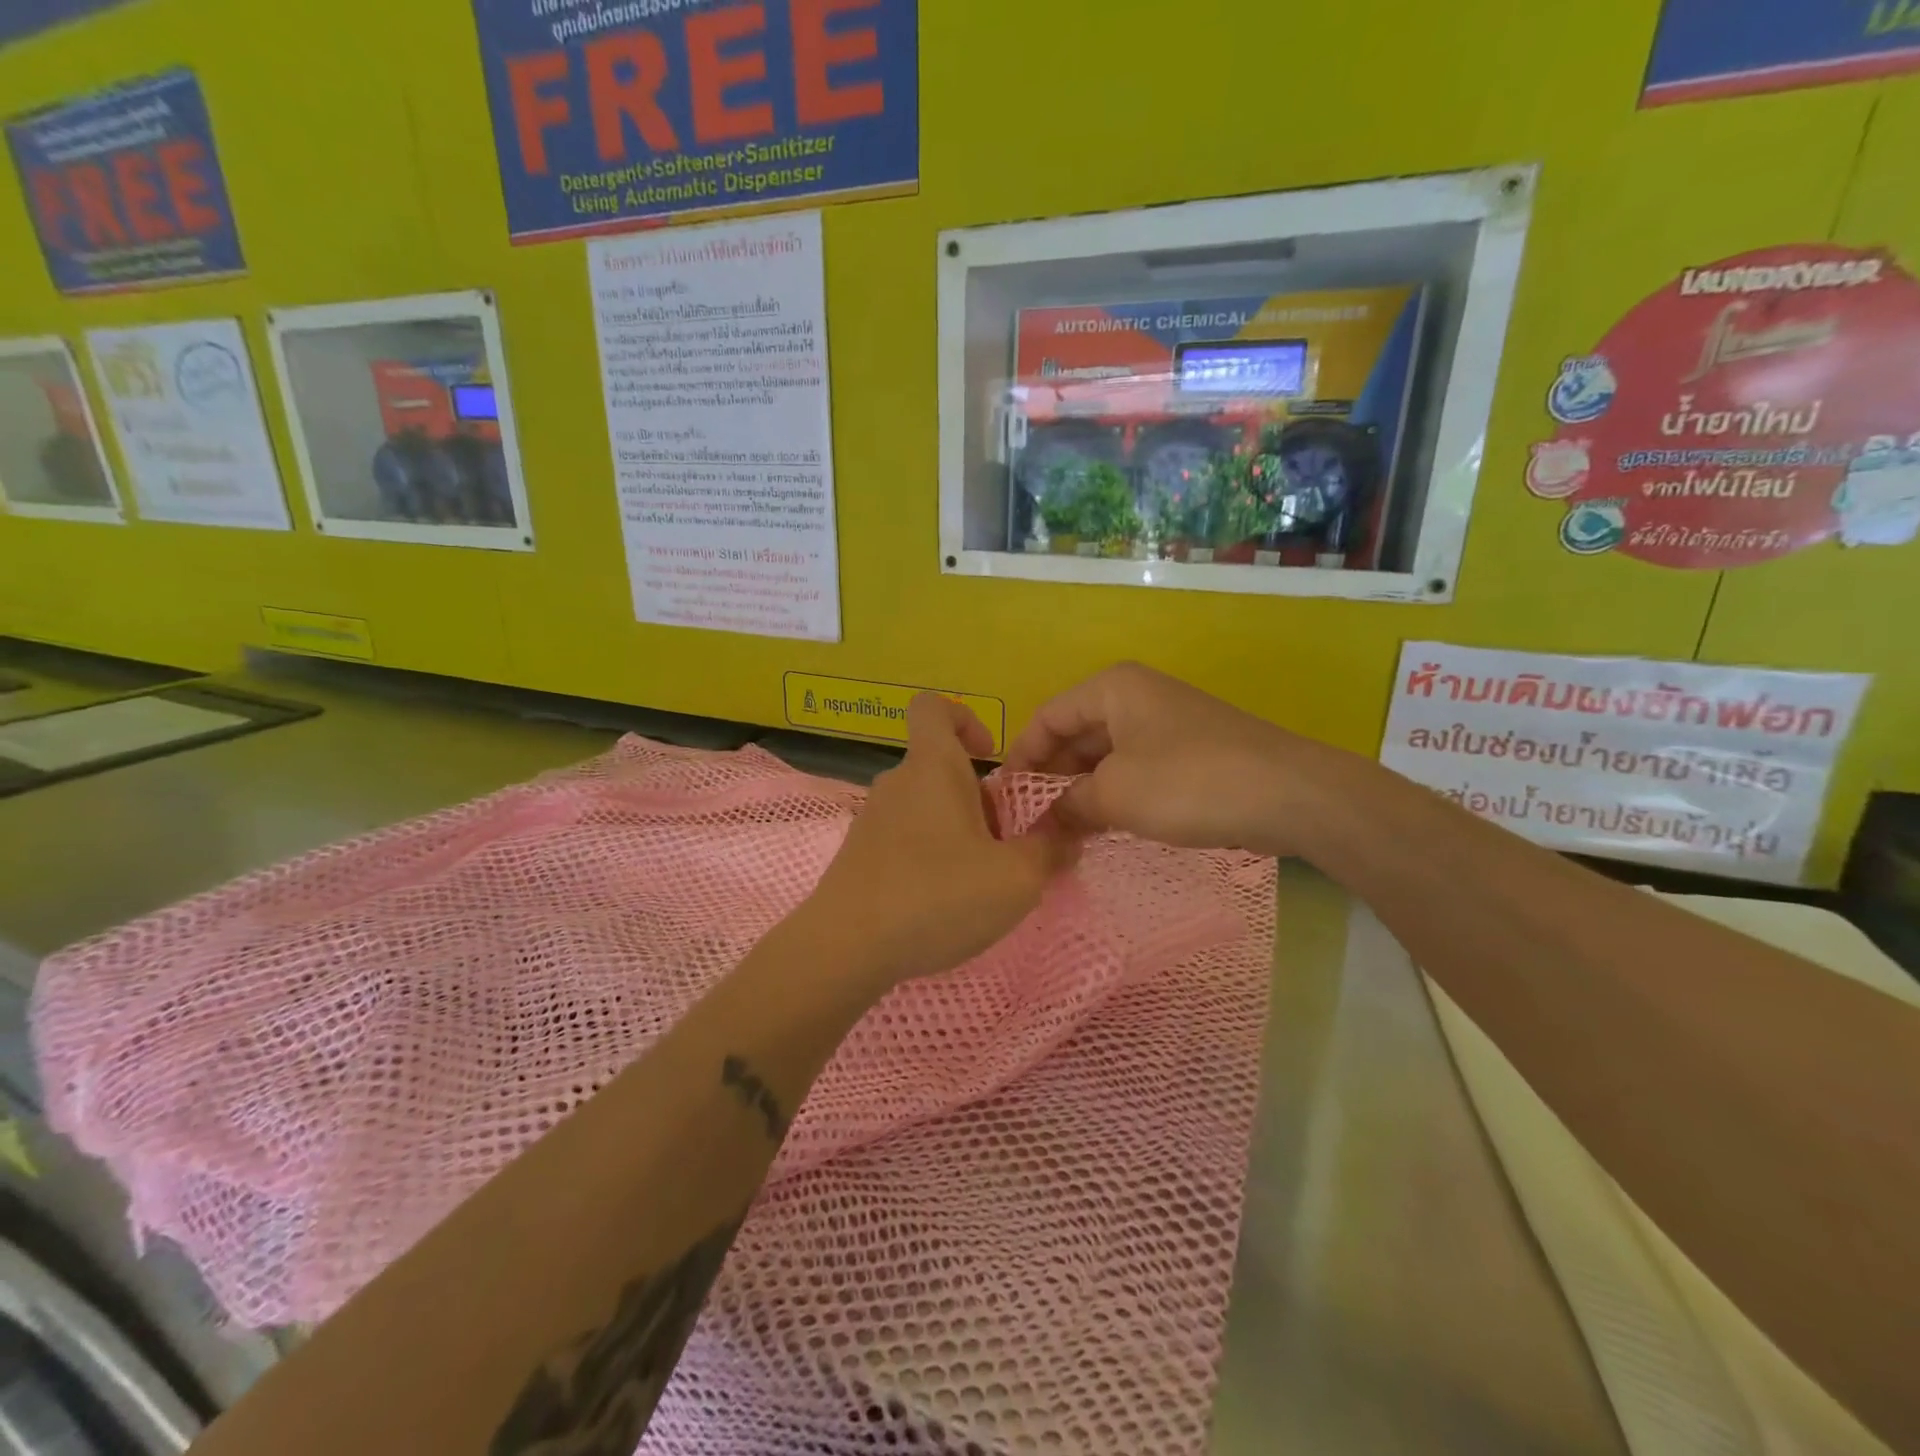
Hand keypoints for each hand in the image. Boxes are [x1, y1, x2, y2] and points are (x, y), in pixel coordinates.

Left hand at [798, 694, 1079, 990]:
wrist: (846, 948)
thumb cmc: (937, 895)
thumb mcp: (1016, 878)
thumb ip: (1049, 851)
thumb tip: (1067, 838)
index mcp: (932, 766)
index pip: (935, 708)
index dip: (965, 718)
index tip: (991, 756)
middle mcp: (898, 782)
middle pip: (942, 769)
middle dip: (980, 799)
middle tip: (1005, 845)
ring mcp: (873, 819)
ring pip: (926, 807)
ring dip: (958, 832)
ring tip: (980, 880)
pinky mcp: (859, 855)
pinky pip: (905, 838)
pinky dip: (930, 856)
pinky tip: (943, 902)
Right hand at [1004, 662, 1351, 856]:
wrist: (1290, 794)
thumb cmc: (1188, 782)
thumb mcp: (1115, 794)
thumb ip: (1068, 804)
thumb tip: (1041, 821)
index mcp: (1112, 689)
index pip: (1046, 717)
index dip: (1022, 759)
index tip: (1005, 803)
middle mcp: (1136, 696)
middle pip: (1075, 736)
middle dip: (1052, 780)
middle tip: (1031, 826)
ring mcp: (1165, 724)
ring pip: (1105, 757)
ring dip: (1082, 793)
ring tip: (1061, 835)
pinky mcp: (1189, 752)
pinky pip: (1135, 770)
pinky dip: (1114, 797)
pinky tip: (1102, 829)